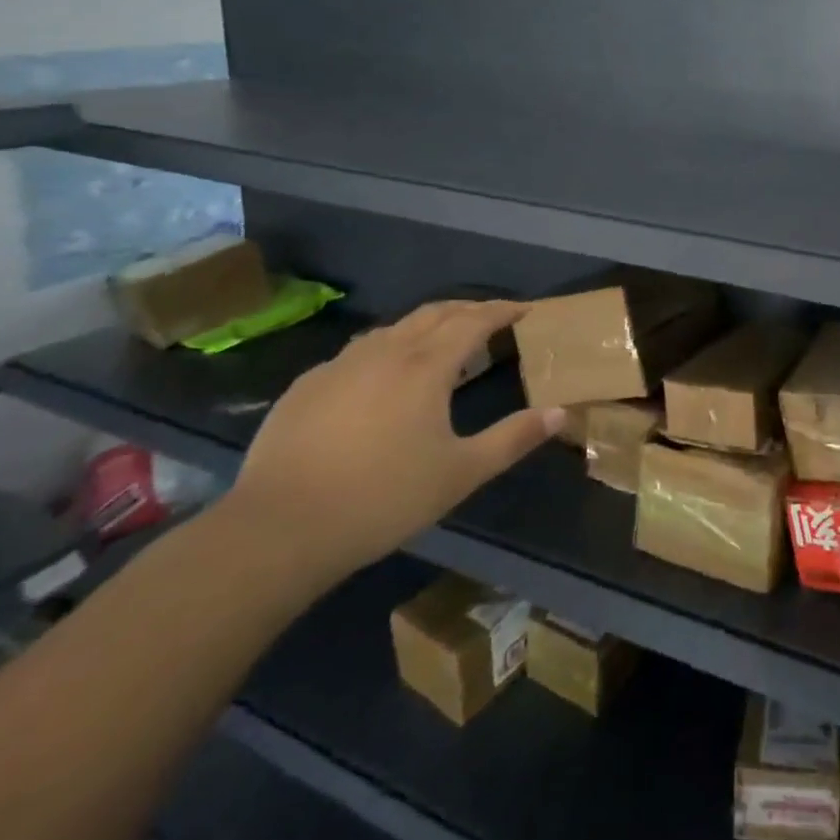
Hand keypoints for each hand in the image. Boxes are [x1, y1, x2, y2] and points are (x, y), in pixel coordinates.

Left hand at [224, 301, 560, 586]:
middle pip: (434, 313)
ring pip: (393, 328)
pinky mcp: (306, 387)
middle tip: (490, 319)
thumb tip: (560, 412)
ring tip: (440, 344)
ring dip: (425, 326)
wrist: (278, 530)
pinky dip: (385, 350)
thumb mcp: (461, 473)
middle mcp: (384, 352)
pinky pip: (358, 353)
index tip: (524, 309)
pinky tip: (380, 379)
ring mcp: (339, 366)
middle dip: (467, 309)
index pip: (474, 320)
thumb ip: (514, 438)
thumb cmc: (383, 498)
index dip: (502, 310)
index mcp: (426, 366)